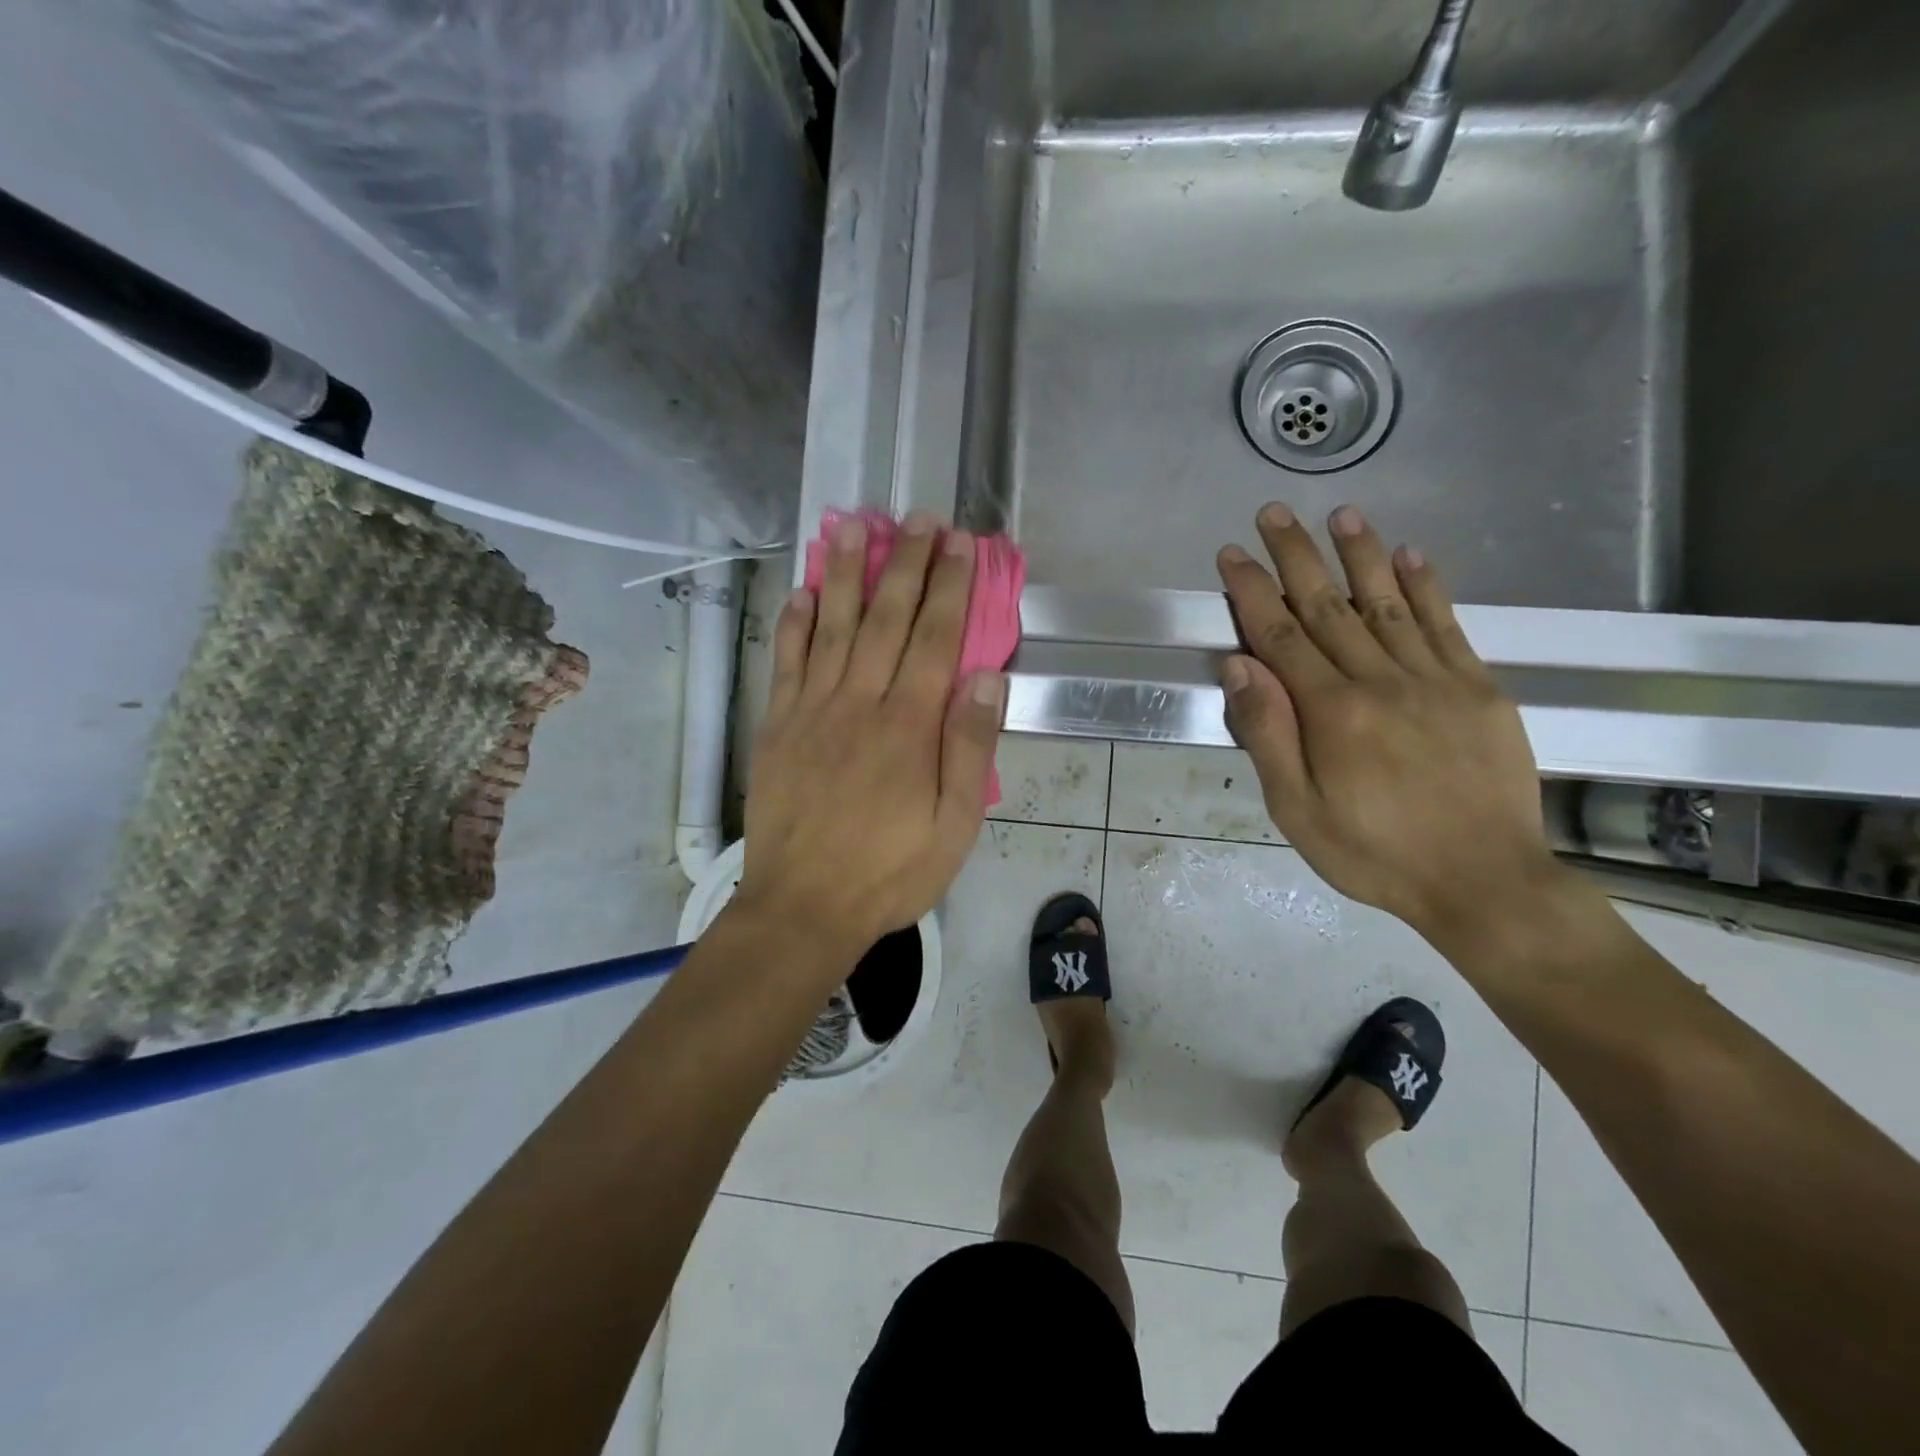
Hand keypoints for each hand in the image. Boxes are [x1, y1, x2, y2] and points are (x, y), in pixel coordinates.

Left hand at [734, 513, 1004, 962]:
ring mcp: (811, 710)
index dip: (951, 586)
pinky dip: (793, 623)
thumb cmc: (889, 872)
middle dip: (906, 563)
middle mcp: (859, 702)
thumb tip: (986, 677)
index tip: (960, 543)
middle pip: (886, 618)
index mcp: (908, 726)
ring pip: (830, 626)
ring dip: (842, 572)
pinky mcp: (777, 726)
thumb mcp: (954, 826)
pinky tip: (801, 591)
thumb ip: (969, 748)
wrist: (803, 907)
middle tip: (918, 517)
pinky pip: (786, 662)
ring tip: (852, 524)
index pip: (936, 638)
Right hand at [1215, 503, 1560, 941]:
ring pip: (1388, 604)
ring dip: (1360, 555)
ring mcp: (1436, 680)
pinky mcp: (1478, 689)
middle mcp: (1381, 681)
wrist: (1483, 882)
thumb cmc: (1373, 853)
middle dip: (1296, 557)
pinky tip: (1411, 555)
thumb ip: (1268, 734)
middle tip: (1274, 513)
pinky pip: (1447, 626)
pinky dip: (1426, 587)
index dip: (1253, 591)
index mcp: (1332, 713)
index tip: (1232, 555)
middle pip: (1329, 607)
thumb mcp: (1296, 810)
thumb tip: (1240, 666)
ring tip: (1340, 514)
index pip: (1281, 636)